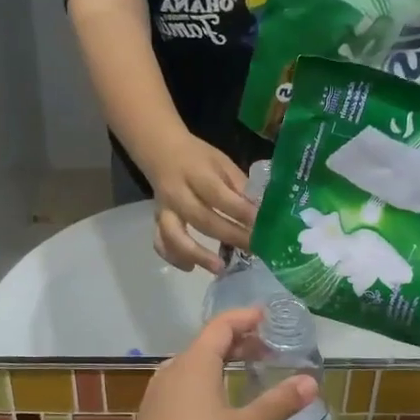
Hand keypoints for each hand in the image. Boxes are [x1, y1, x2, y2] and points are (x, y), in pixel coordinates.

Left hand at [122, 308, 318, 419]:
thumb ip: (280, 402)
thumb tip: (310, 381)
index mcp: (193, 365)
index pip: (220, 326)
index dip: (244, 318)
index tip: (267, 318)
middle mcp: (170, 373)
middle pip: (205, 345)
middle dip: (236, 343)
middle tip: (267, 351)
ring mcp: (156, 398)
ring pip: (191, 368)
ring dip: (219, 365)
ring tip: (245, 376)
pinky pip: (181, 390)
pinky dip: (204, 385)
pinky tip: (218, 409)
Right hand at [144, 132, 255, 273]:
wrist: (161, 151)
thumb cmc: (198, 157)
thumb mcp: (222, 162)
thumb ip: (238, 185)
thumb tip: (261, 210)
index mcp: (197, 173)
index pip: (219, 195)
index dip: (240, 211)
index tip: (261, 224)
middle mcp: (178, 193)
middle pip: (203, 219)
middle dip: (230, 236)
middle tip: (253, 249)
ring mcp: (165, 209)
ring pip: (175, 235)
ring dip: (197, 254)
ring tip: (220, 267)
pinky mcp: (158, 220)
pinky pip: (161, 242)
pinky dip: (174, 257)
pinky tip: (191, 268)